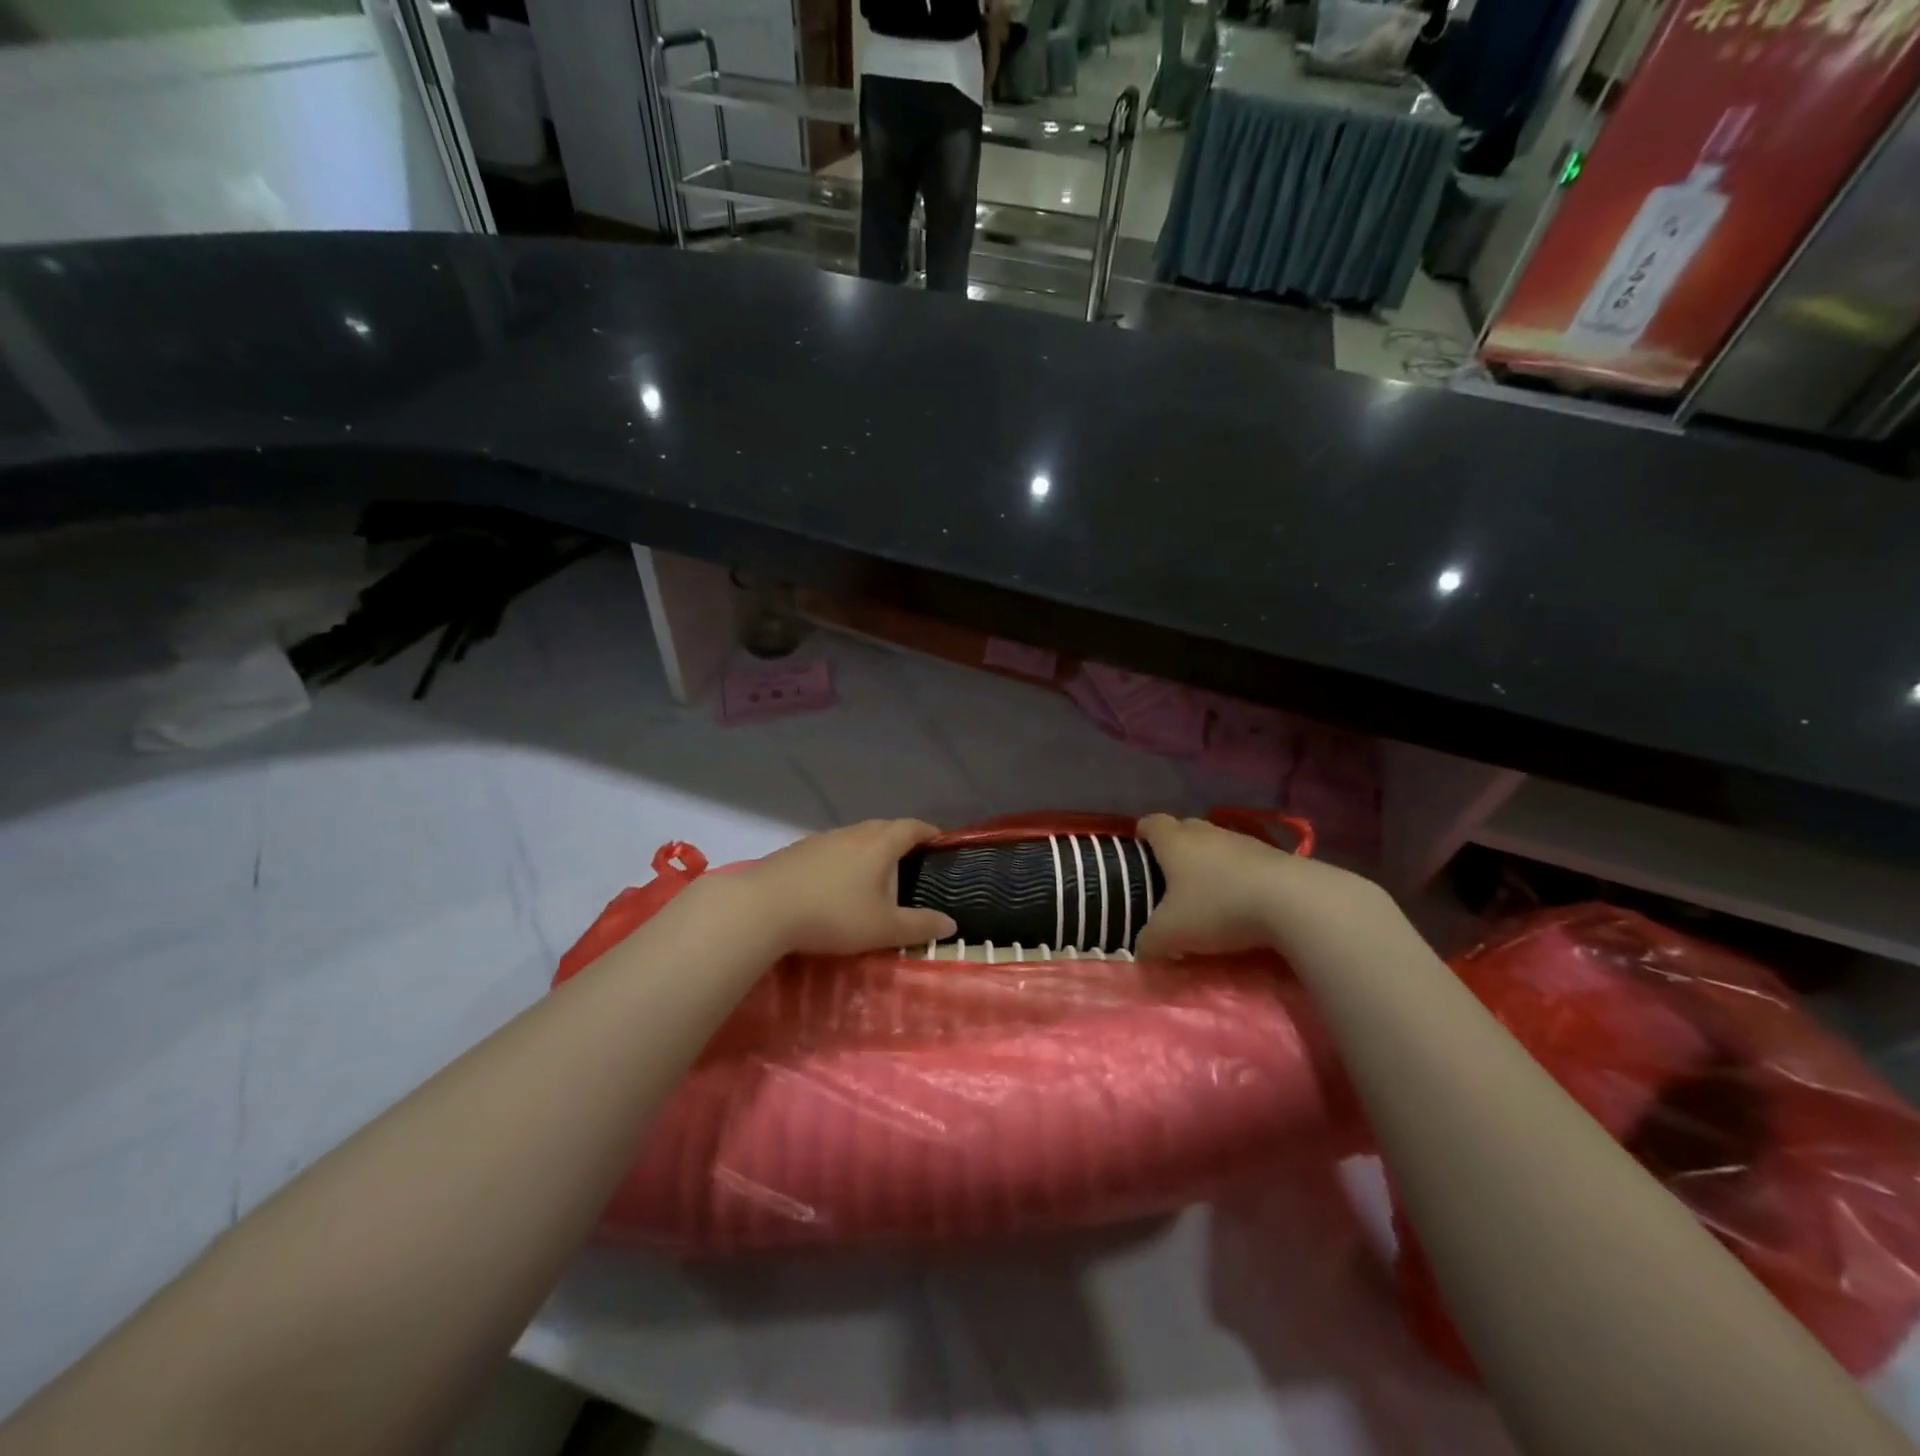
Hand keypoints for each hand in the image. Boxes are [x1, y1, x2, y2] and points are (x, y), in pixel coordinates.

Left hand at [725, 819, 957, 956]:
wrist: (763, 908)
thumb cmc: (834, 914)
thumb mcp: (884, 928)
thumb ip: (920, 926)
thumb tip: (951, 924)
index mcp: (880, 844)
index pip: (912, 828)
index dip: (929, 832)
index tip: (940, 842)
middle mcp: (853, 833)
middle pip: (884, 828)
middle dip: (901, 840)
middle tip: (912, 861)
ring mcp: (822, 839)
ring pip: (856, 837)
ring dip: (870, 849)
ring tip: (875, 874)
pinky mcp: (797, 851)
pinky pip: (832, 848)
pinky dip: (844, 859)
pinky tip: (836, 882)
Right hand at [1135, 813, 1387, 958]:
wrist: (1293, 902)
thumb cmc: (1217, 907)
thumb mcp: (1171, 933)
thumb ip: (1148, 941)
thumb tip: (1140, 949)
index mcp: (1174, 841)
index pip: (1151, 823)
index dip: (1142, 834)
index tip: (1139, 851)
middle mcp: (1207, 832)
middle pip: (1185, 828)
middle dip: (1175, 848)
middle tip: (1170, 878)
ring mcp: (1244, 841)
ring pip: (1217, 844)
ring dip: (1210, 863)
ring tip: (1208, 893)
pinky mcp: (1275, 857)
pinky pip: (1246, 861)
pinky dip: (1239, 876)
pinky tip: (1242, 902)